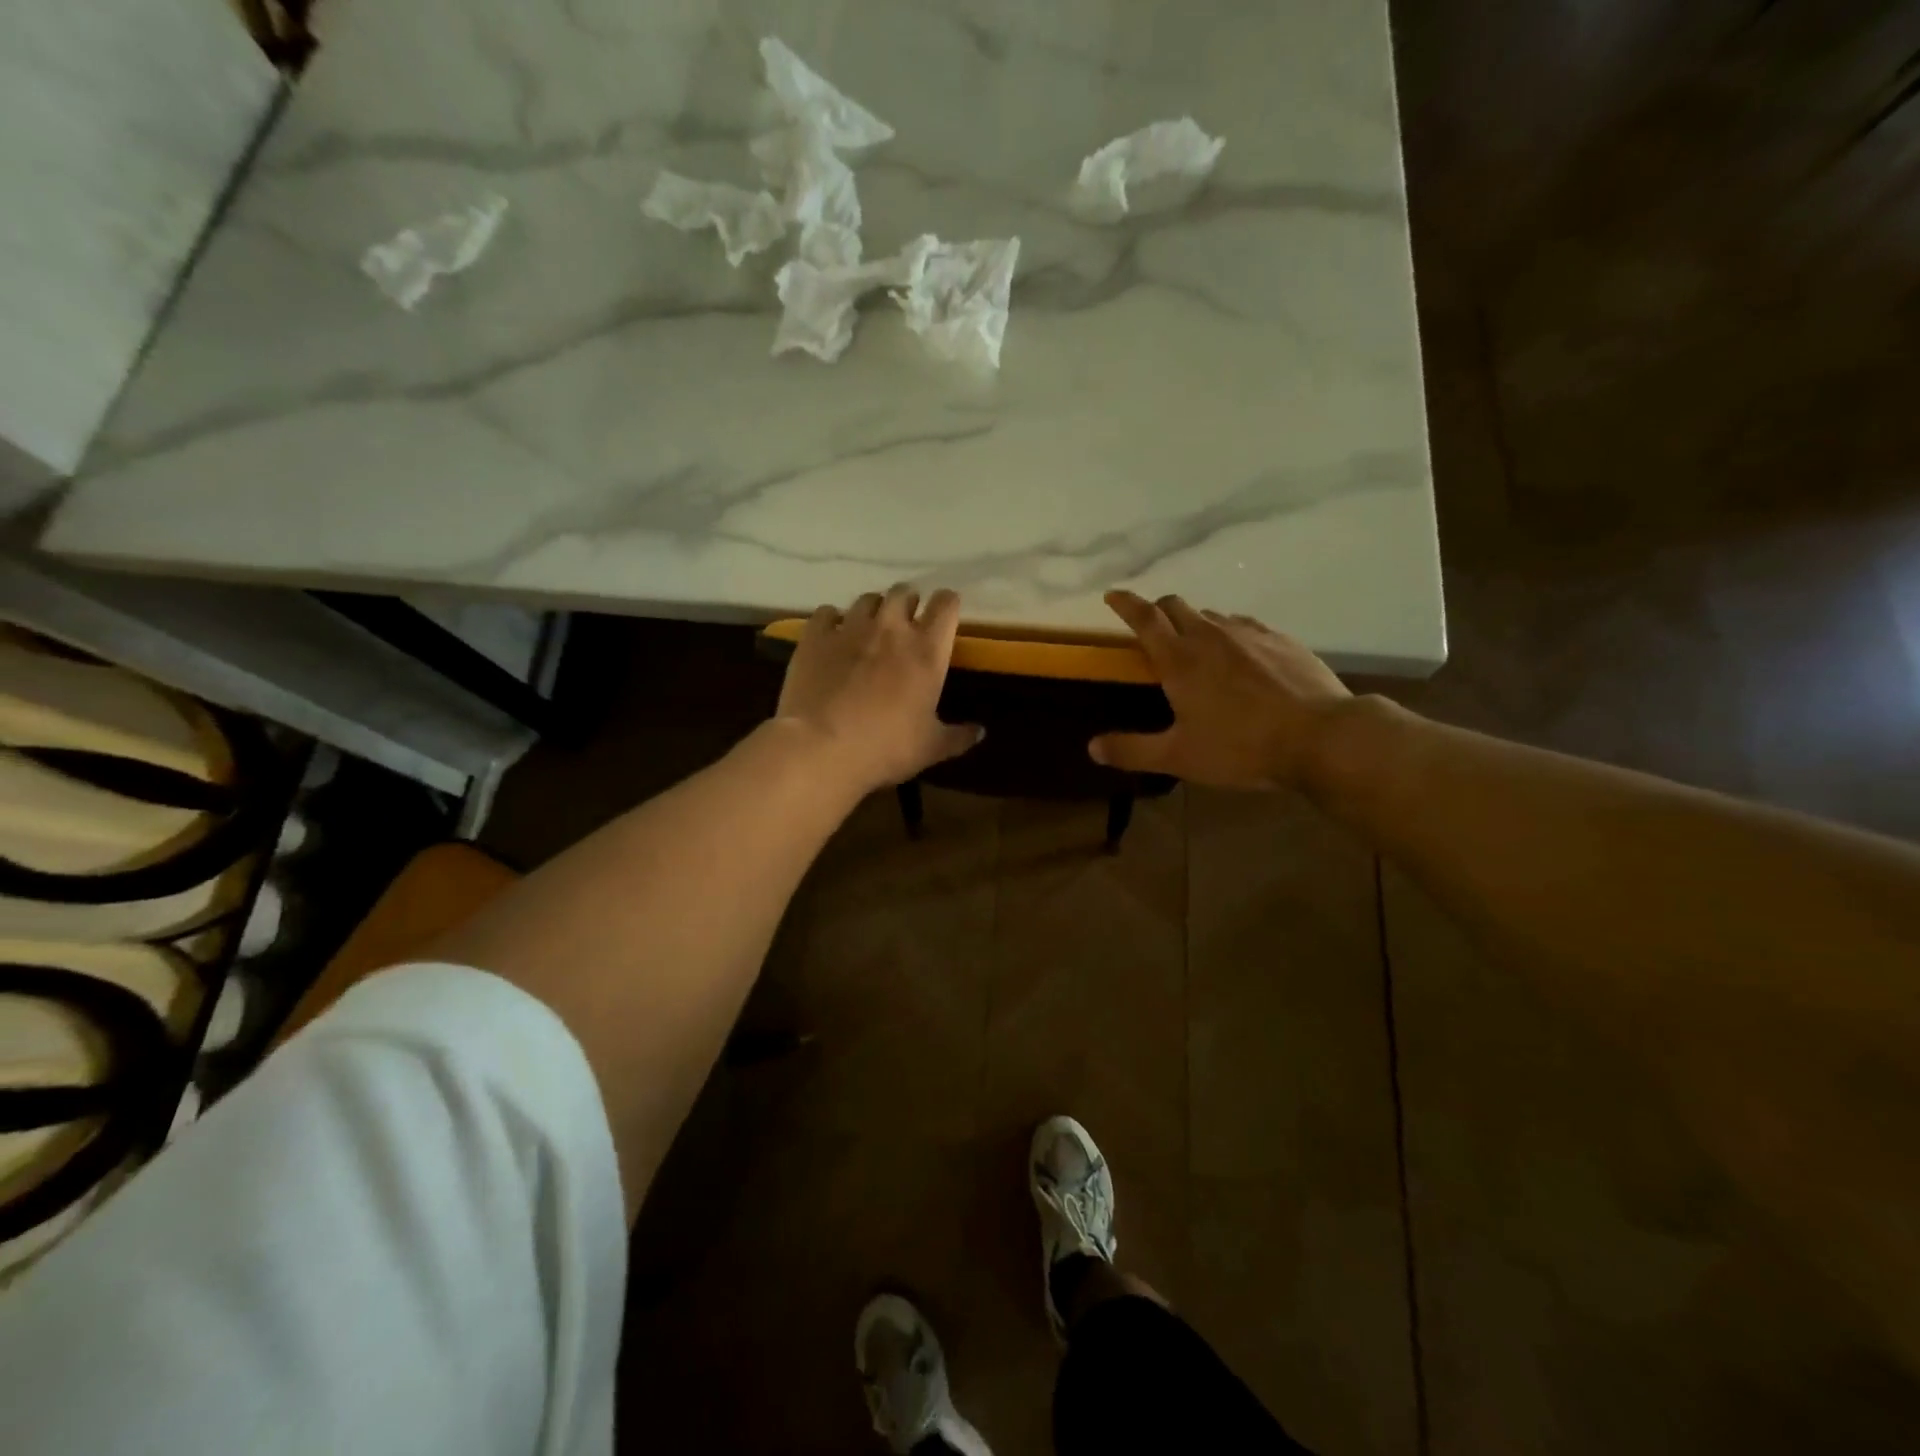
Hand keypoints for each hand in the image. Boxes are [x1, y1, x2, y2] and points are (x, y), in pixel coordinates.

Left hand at [776, 584, 982, 794]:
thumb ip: (958, 737)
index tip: (945, 616)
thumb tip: (981, 732)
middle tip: (906, 624)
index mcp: (926, 650)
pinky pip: (827, 613)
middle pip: (904, 592)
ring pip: (867, 599)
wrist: (821, 747)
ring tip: (869, 630)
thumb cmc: (885, 747)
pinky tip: (832, 637)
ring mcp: (850, 628)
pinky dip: (832, 621)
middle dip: (908, 603)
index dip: (947, 605)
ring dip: (873, 610)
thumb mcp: (931, 748)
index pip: (946, 605)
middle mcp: (891, 628)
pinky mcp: (815, 636)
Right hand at [1089, 591, 1350, 789]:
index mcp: (1179, 659)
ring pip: (1210, 614)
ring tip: (1195, 647)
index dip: (1125, 604)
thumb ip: (1132, 750)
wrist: (1320, 736)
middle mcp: (1210, 636)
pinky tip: (1238, 654)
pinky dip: (1229, 631)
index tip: (1112, 596)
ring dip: (1194, 623)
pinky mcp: (1280, 639)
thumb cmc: (1240, 747)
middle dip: (1157, 610)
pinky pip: (1243, 625)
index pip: (1144, 618)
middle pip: (1175, 605)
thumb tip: (1091, 747)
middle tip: (1151, 628)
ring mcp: (1248, 633)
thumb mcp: (1179, 757)